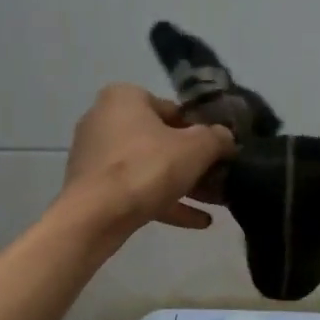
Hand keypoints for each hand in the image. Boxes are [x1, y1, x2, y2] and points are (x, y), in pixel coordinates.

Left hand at [62, 84, 235, 235]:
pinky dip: (164, 202)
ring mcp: (96, 156)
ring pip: (149, 168)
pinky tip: (198, 221)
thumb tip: (226, 138)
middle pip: (160, 140)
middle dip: (192, 162)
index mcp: (124, 98)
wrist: (96, 216)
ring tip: (214, 202)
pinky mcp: (93, 188)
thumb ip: (216, 139)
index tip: (220, 151)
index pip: (173, 110)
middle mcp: (104, 120)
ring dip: (182, 185)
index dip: (201, 131)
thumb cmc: (147, 168)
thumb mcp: (195, 149)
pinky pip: (135, 190)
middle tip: (219, 178)